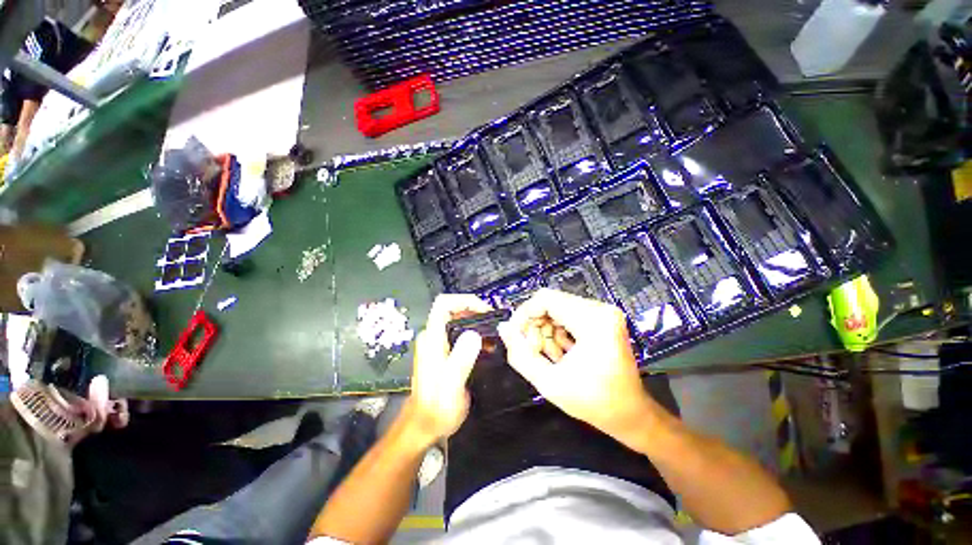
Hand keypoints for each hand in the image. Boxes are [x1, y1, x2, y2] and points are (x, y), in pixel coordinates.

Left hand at [405, 294, 491, 441]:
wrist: (423, 426)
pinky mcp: (442, 352)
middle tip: (494, 324)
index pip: (444, 304)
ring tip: (493, 335)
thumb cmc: (436, 408)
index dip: (465, 300)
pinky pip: (459, 334)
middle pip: (452, 310)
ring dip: (476, 323)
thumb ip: (461, 359)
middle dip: (475, 312)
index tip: (485, 311)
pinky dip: (474, 334)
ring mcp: (436, 344)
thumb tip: (474, 334)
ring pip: (457, 321)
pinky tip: (486, 346)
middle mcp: (432, 336)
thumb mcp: (451, 385)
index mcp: (432, 338)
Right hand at [498, 289, 658, 439]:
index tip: (515, 334)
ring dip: (545, 330)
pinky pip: (569, 315)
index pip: (546, 299)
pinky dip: (557, 332)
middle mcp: (600, 309)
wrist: (630, 414)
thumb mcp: (549, 383)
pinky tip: (558, 353)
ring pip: (558, 309)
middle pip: (552, 303)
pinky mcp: (602, 318)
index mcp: (593, 321)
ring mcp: (603, 312)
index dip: (524, 313)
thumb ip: (520, 354)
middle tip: (531, 350)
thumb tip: (503, 328)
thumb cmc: (593, 402)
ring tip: (545, 355)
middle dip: (535, 325)